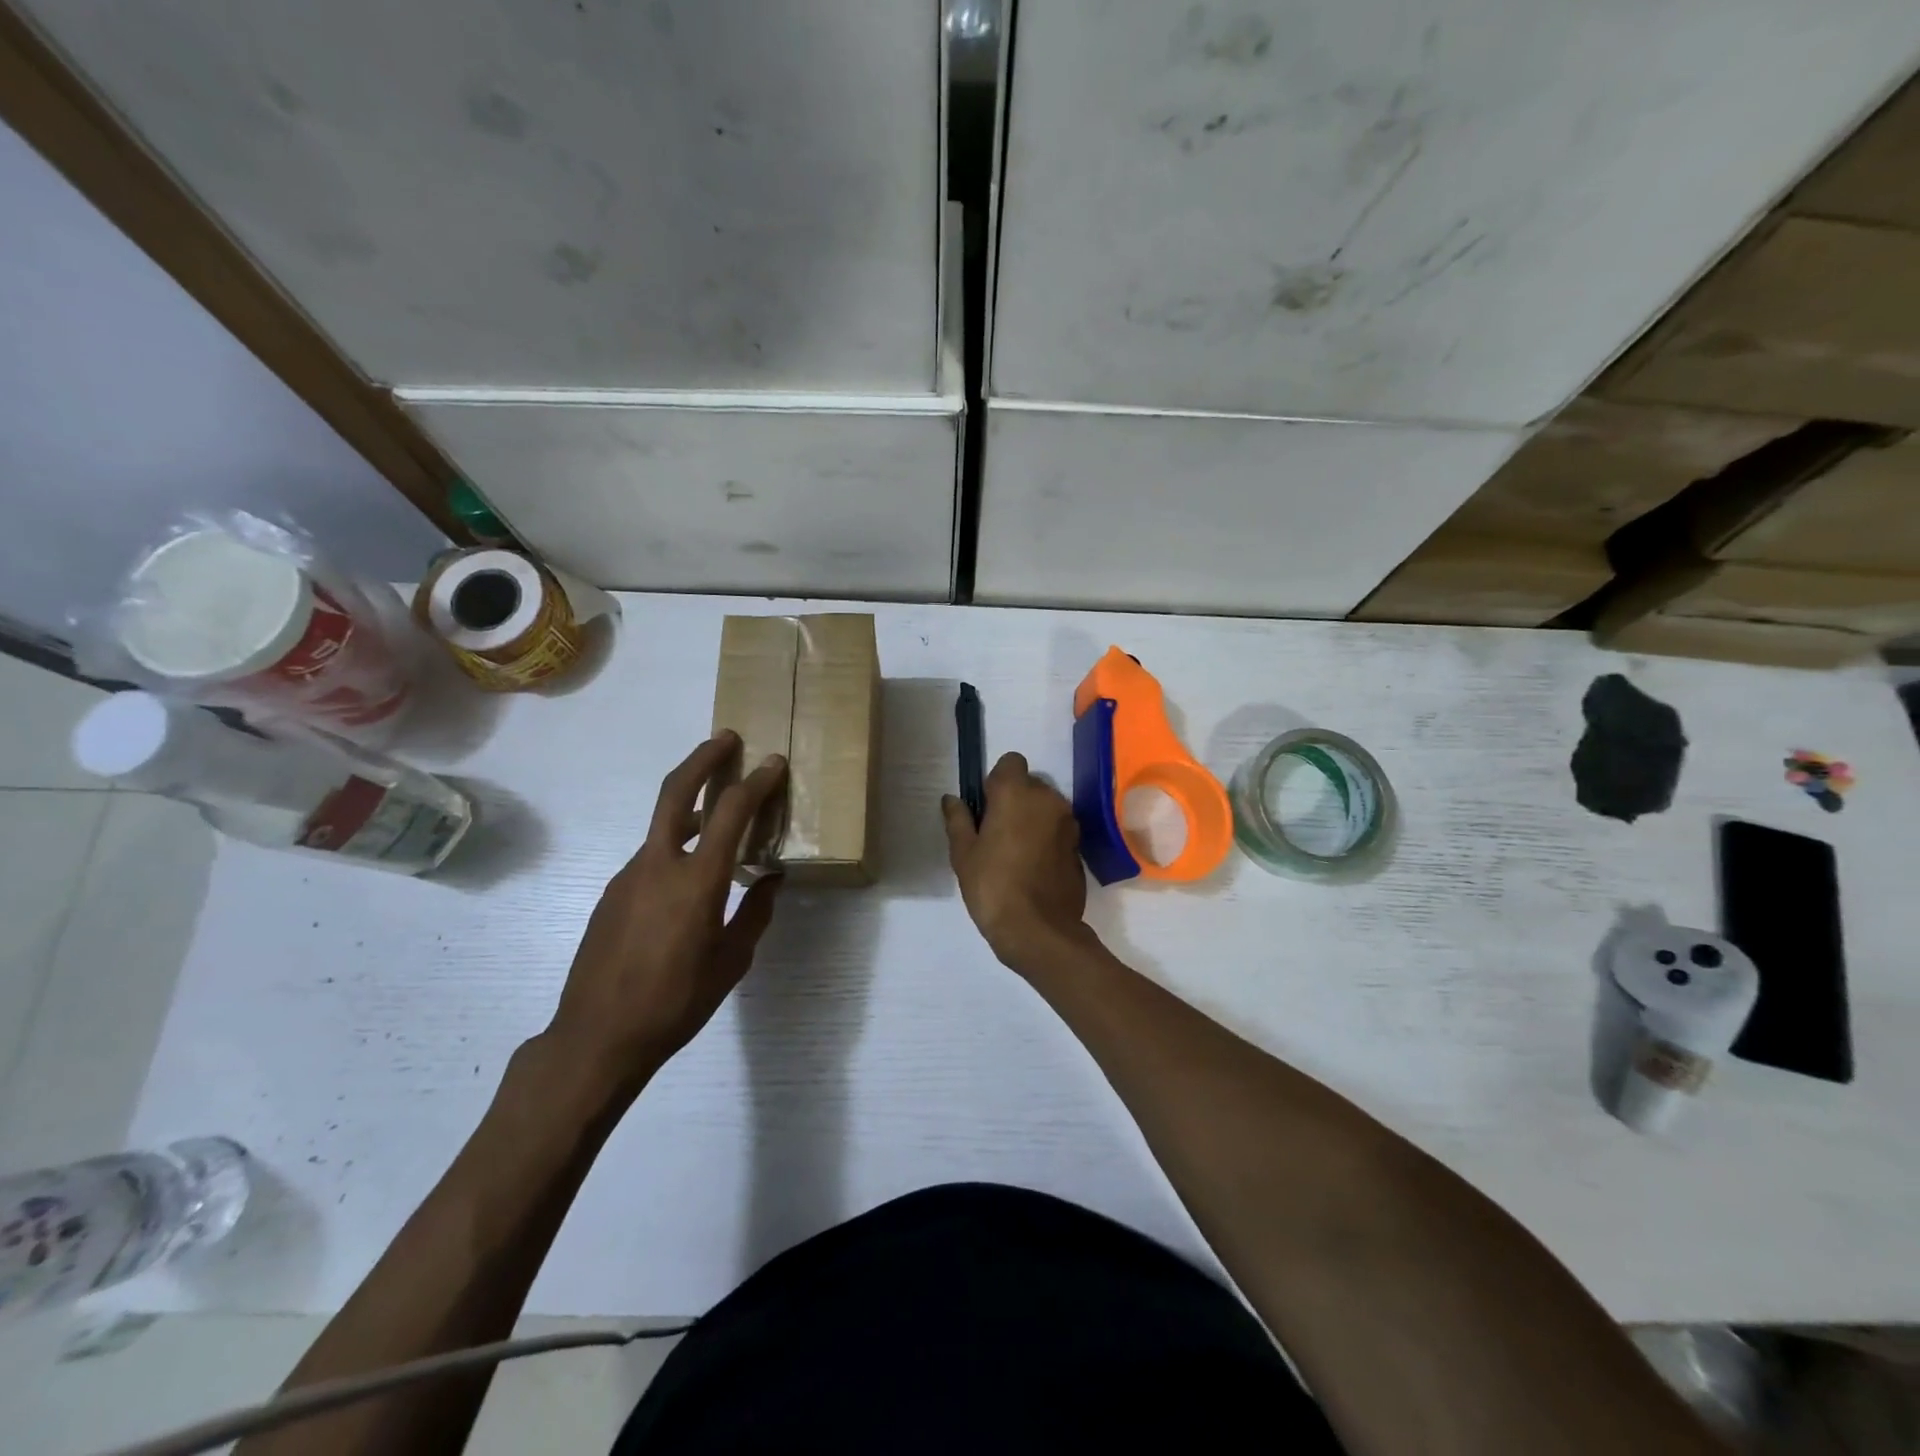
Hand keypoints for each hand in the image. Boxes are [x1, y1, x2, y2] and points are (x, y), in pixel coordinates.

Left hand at [546, 732, 787, 1091]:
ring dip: (692, 808)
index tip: (774, 763)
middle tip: (726, 739)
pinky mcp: (612, 893)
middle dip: (703, 758)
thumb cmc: (676, 1002)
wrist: (596, 1038)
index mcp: (696, 881)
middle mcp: (658, 865)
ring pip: (663, 826)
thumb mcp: (731, 962)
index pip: (731, 812)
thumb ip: (754, 913)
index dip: (757, 782)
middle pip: (676, 791)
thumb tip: (771, 880)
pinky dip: (676, 847)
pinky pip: (651, 857)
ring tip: (720, 816)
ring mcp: (628, 876)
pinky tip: (689, 878)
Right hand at [942, 752, 1091, 971]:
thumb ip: (958, 820)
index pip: (1010, 762)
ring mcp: (1068, 822)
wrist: (1039, 929)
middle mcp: (1048, 798)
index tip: (986, 807)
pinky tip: (1032, 867)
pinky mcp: (1079, 846)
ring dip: (1032, 819)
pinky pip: (1058, 830)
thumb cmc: (992, 885)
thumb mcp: (964, 854)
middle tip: (995, 833)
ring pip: (1046, 807)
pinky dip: (1046, 838)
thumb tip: (951, 800)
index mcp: (1017, 793)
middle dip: (1015, 800)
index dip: (996, 780)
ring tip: (1014, 852)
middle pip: (1030, 784)